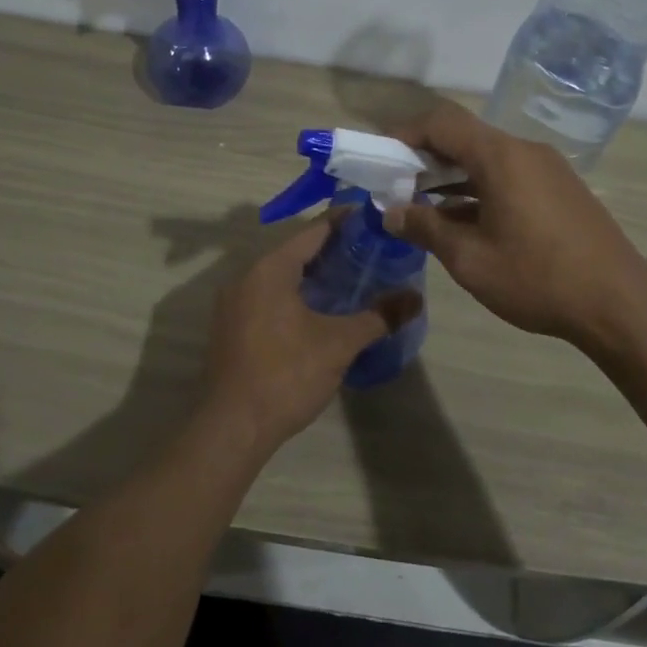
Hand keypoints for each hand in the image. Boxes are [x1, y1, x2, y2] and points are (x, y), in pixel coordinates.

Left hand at [201, 218, 421, 455]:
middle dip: (332, 250)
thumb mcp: (338, 344)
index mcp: (270, 268)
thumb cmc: (286, 374)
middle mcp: (246, 276)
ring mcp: (233, 303)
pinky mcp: (230, 327)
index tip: (374, 219)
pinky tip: (319, 311)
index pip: (313, 230)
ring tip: (351, 280)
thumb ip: (378, 316)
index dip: (345, 222)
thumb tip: (416, 299)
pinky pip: (267, 296)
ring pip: (280, 275)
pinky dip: (294, 294)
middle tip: (371, 252)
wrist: (232, 428)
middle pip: (295, 251)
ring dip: (312, 275)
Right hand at [385, 104, 646, 350]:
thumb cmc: (538, 278)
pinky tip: (461, 220)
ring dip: (451, 175)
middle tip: (394, 185)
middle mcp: (525, 151)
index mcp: (501, 157)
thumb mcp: (470, 258)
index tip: (379, 158)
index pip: (442, 122)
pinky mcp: (559, 190)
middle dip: (424, 156)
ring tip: (420, 204)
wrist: (620, 305)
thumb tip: (391, 212)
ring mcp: (547, 169)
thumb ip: (425, 228)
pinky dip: (478, 188)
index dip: (404, 133)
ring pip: (486, 158)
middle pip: (464, 137)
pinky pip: (508, 176)